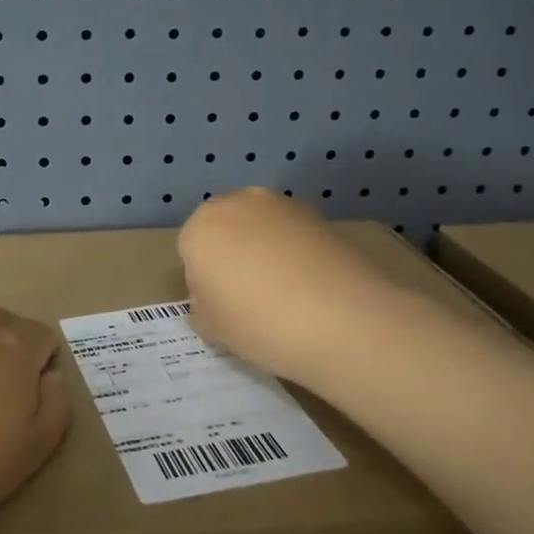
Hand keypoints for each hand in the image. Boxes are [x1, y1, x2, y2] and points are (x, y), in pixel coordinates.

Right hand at [179, 188, 396, 391]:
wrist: (342, 319)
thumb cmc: (259, 323)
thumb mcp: (213, 329)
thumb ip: (202, 307)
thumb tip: (212, 298)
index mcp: (200, 228)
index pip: (190, 252)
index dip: (204, 282)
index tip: (224, 307)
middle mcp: (237, 203)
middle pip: (224, 229)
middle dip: (230, 255)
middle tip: (249, 296)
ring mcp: (281, 204)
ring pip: (259, 227)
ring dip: (263, 249)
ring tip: (283, 291)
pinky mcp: (318, 213)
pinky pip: (291, 233)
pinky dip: (293, 251)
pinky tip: (309, 284)